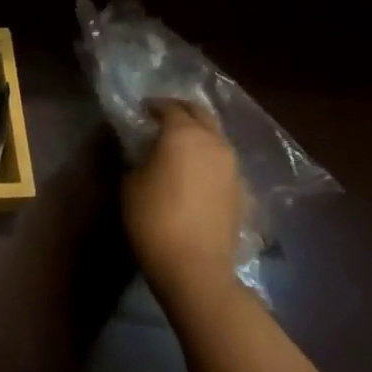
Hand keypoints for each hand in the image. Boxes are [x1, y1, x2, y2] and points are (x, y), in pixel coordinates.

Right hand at [122, 101, 243, 296]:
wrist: (194, 266)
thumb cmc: (153, 217)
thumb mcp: (131, 181)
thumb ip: (140, 157)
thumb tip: (148, 151)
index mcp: (183, 134)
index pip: (169, 107)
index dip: (153, 106)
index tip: (141, 110)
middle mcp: (213, 142)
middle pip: (201, 113)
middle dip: (182, 110)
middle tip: (163, 117)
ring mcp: (231, 167)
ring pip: (216, 137)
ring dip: (199, 133)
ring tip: (180, 144)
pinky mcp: (240, 190)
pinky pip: (222, 161)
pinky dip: (208, 157)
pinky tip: (195, 171)